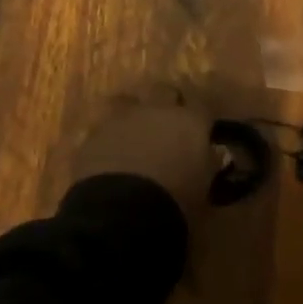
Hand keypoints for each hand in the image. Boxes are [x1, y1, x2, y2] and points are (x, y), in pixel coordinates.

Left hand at [71, 83, 216, 220]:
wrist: (122, 211)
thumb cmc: (175, 202)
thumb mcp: (203, 188)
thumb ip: (206, 165)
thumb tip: (208, 157)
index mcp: (189, 121)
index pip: (202, 107)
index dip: (201, 119)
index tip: (201, 132)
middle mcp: (156, 110)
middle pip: (164, 91)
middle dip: (167, 103)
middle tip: (168, 126)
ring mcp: (122, 119)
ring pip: (129, 103)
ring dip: (134, 116)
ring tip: (134, 136)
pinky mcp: (94, 134)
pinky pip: (105, 129)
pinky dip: (110, 139)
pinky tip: (110, 156)